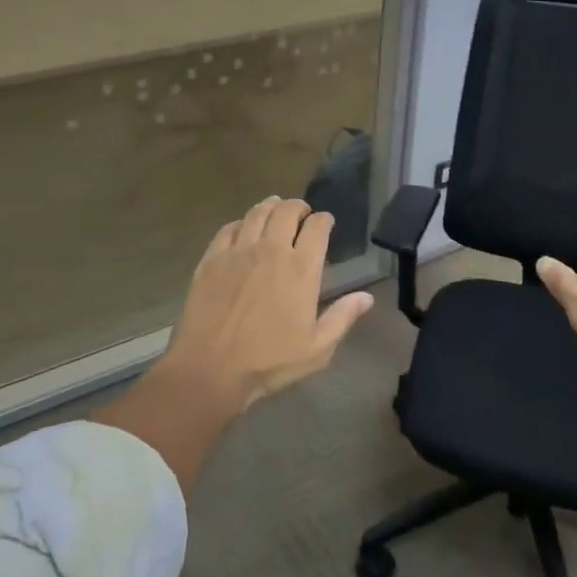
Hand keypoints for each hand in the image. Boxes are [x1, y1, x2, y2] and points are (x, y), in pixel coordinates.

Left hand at [160, 196, 373, 412]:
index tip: (325, 223)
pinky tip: (243, 228)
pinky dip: (241, 222)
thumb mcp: (316, 348)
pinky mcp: (212, 259)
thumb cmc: (268, 362)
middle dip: (298, 207)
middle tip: (301, 214)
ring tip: (275, 208)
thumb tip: (367, 297)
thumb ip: (342, 318)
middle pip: (287, 210)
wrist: (210, 369)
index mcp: (301, 269)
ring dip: (271, 206)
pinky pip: (228, 228)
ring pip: (257, 213)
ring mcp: (238, 251)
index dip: (324, 220)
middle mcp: (271, 250)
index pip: (317, 227)